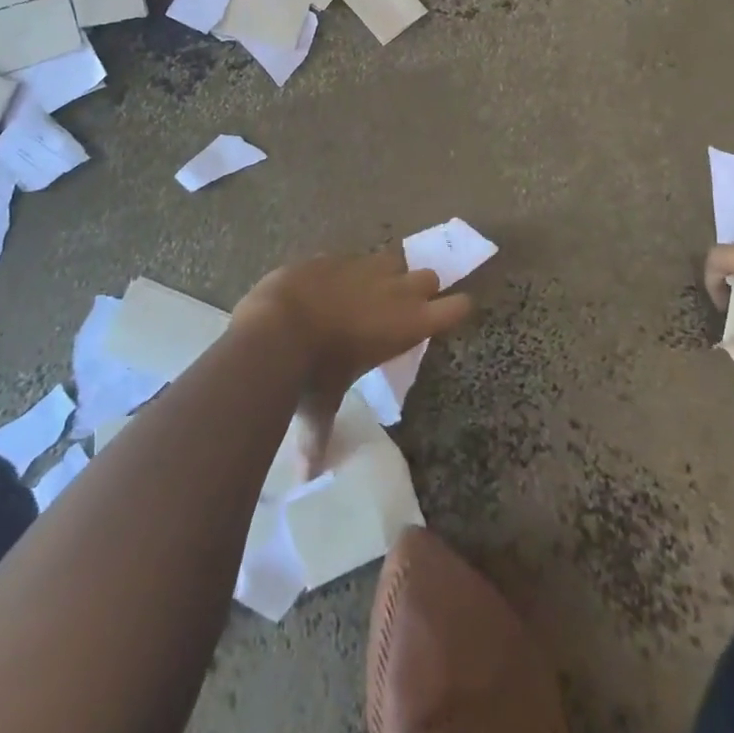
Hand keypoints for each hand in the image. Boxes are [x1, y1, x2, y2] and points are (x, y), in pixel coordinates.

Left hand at [233, 250, 470, 473]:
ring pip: (393, 259)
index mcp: (408, 324)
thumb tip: (308, 477)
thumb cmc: (313, 373)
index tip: (450, 315)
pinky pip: (351, 258)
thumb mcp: (322, 407)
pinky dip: (345, 271)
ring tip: (367, 292)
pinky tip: (327, 287)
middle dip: (420, 289)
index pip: (456, 308)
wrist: (277, 325)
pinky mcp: (333, 255)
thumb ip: (319, 437)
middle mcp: (395, 290)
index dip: (456, 310)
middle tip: (402, 308)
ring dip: (386, 274)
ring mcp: (364, 266)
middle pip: (429, 277)